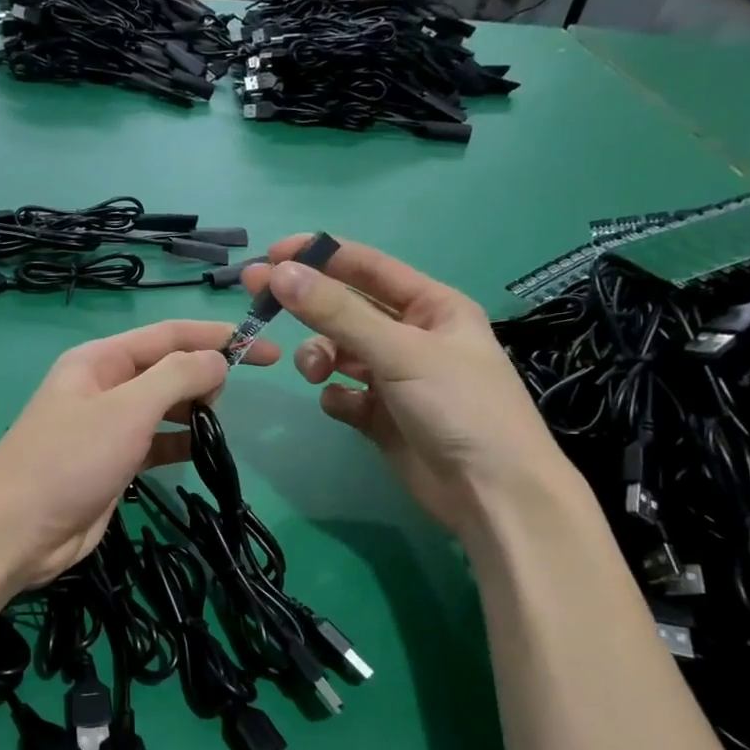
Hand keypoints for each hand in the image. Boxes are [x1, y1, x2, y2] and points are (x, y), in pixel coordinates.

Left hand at [0, 320, 279, 589]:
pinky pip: (156, 442)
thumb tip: (219, 359)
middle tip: (232, 397)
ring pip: (163, 406)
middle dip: (204, 374)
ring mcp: (107, 426)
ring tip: (219, 424)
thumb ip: (177, 376)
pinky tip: (202, 450)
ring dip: (194, 409)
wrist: (17, 531)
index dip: (217, 336)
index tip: (263, 347)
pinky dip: (180, 441)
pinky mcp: (113, 463)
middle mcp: (104, 386)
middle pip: (167, 368)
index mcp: (100, 359)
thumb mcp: (127, 408)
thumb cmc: (70, 459)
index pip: (168, 335)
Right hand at [242, 235, 565, 539]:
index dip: (320, 256)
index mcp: (431, 306)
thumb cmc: (460, 407)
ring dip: (320, 357)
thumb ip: (336, 312)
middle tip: (258, 298)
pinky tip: (345, 407)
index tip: (272, 254)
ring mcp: (395, 378)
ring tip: (317, 374)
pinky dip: (336, 396)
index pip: (367, 267)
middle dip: (306, 305)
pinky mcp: (380, 416)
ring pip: (338, 352)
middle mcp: (411, 336)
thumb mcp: (400, 351)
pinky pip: (342, 394)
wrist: (492, 495)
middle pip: (345, 309)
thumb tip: (280, 272)